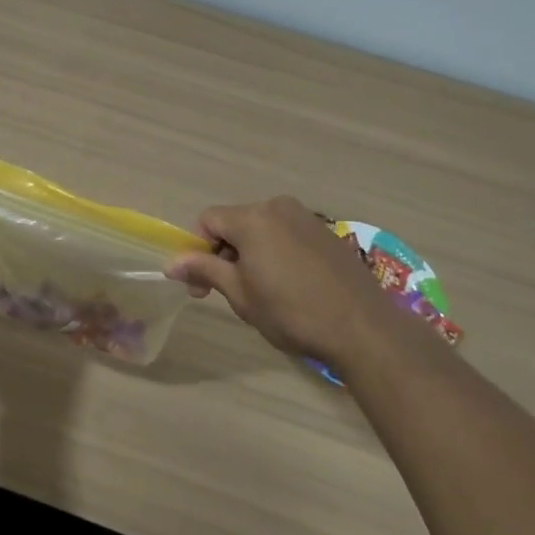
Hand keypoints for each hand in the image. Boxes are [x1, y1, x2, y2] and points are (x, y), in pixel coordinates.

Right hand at [167, 196, 411, 368]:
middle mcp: (277, 207)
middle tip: (229, 292)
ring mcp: (306, 217)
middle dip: (224, 253)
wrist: (363, 327)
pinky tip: (290, 285)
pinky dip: (277, 252)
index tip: (202, 286)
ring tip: (262, 291)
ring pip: (262, 228)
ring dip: (251, 253)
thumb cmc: (292, 312)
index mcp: (252, 218)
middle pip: (235, 222)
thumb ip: (205, 270)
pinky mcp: (327, 232)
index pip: (207, 220)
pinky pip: (287, 234)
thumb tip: (171, 263)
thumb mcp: (241, 294)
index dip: (197, 250)